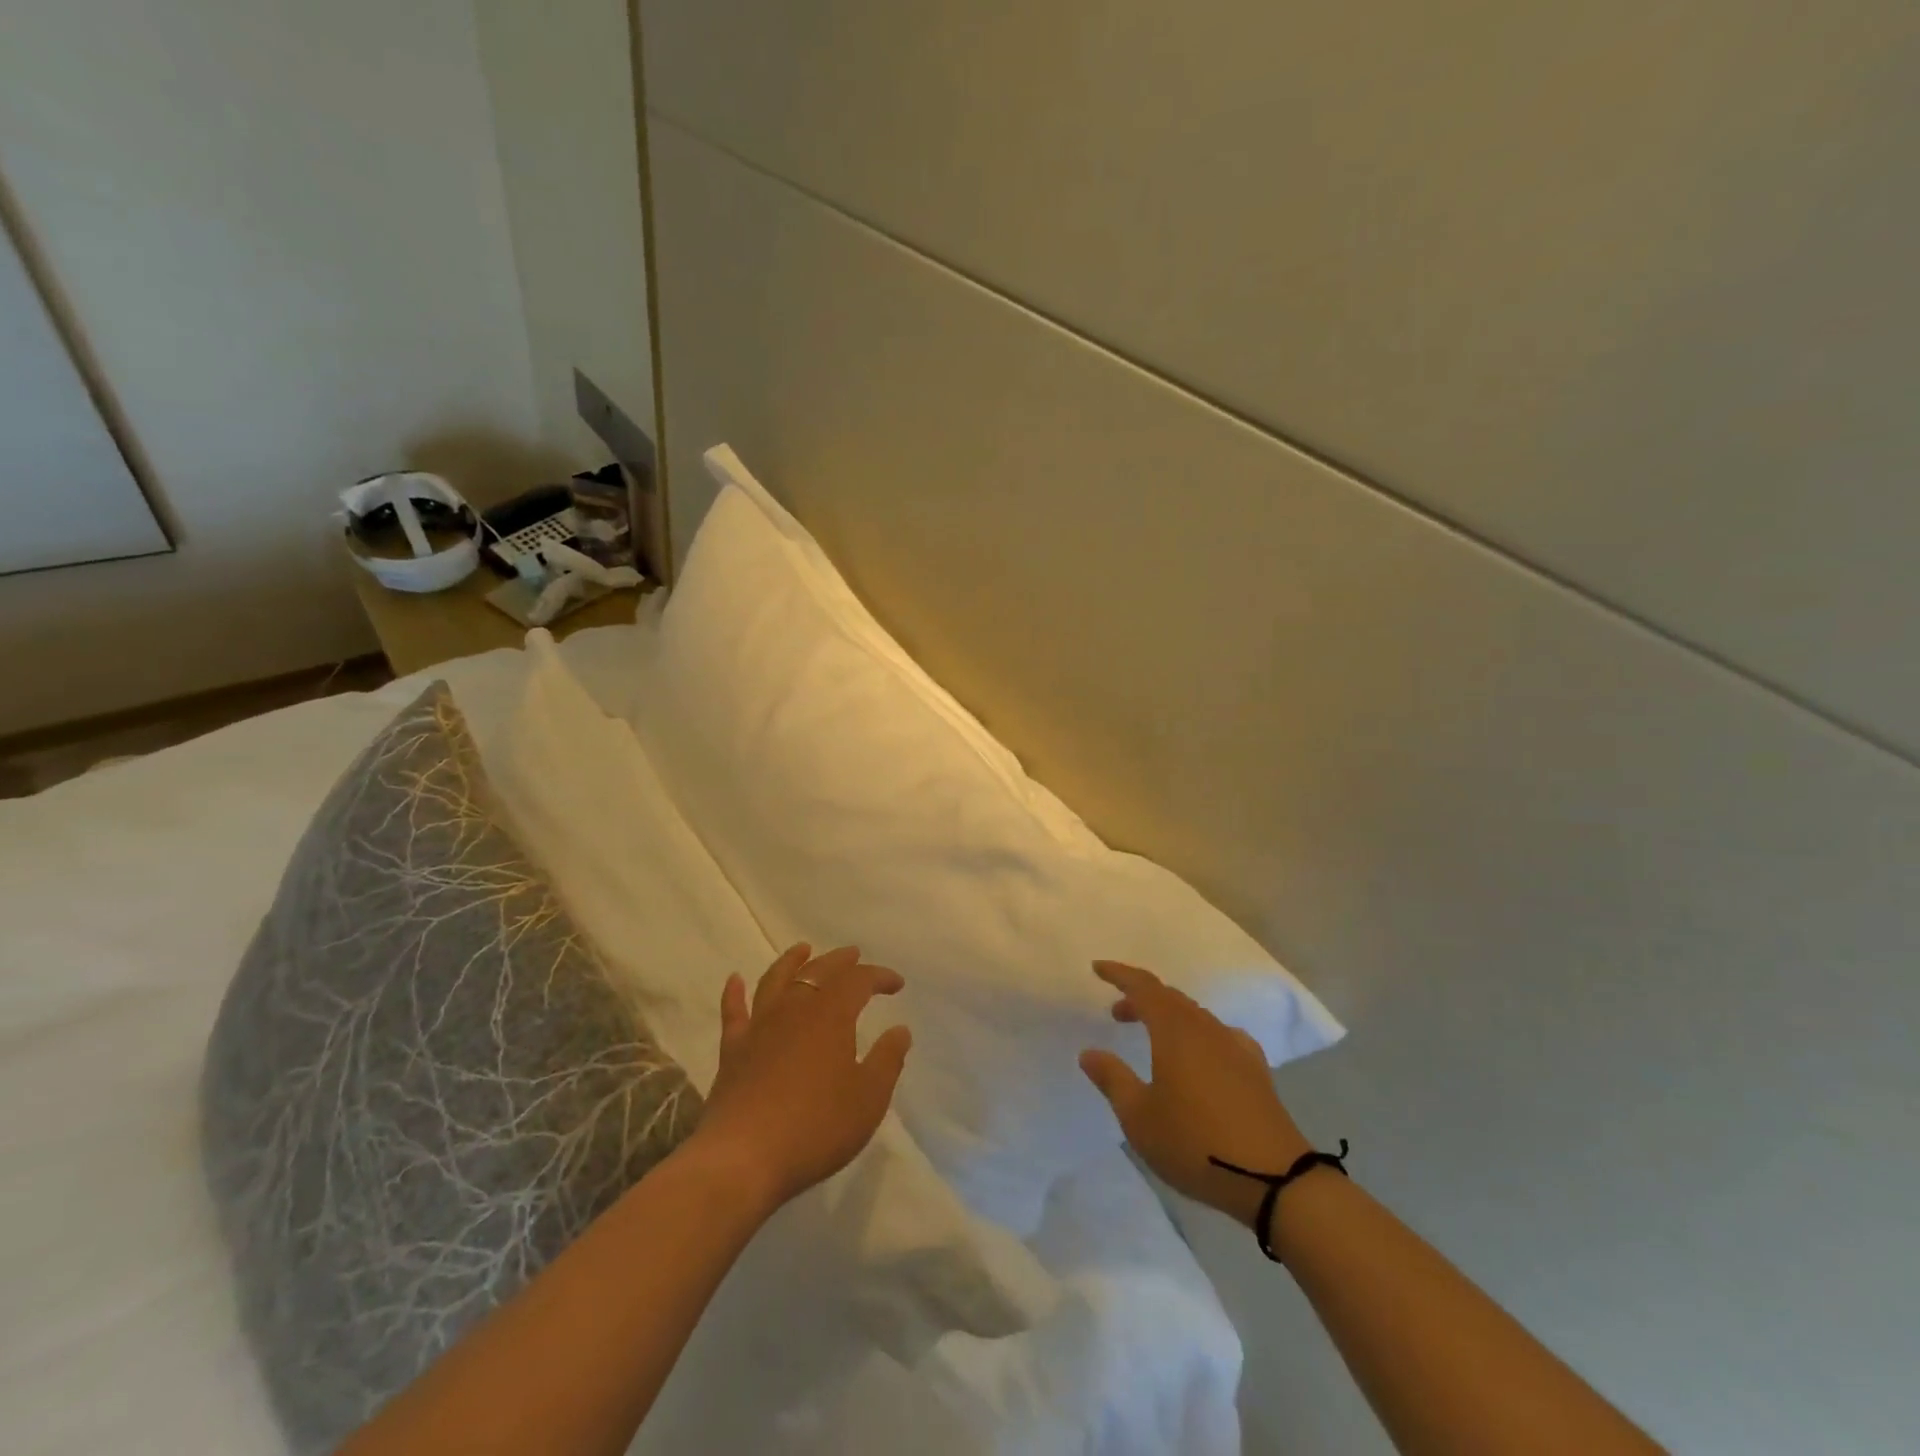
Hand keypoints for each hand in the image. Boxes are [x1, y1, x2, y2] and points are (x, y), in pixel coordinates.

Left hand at [691, 944, 912, 1211]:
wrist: (744, 1158)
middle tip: (854, 955)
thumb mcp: (868, 1098)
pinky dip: (734, 993)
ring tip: (802, 949)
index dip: (879, 977)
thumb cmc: (816, 1127)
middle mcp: (794, 1009)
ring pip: (776, 981)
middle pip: (818, 972)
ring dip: (791, 961)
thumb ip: (887, 1060)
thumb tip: (900, 1029)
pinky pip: (733, 1012)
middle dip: (840, 961)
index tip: (897, 984)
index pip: (859, 981)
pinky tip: (734, 980)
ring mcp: (759, 1027)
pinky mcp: (733, 1050)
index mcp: (831, 1015)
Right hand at [1080, 960, 1311, 1228]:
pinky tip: (1200, 1057)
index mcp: (1175, 1031)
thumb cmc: (1195, 1144)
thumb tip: (1089, 1053)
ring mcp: (1235, 1047)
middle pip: (1170, 998)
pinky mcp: (1255, 1070)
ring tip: (1151, 1037)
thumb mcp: (1139, 1117)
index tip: (1097, 968)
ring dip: (1168, 1017)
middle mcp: (1205, 1029)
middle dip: (1141, 998)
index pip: (1143, 987)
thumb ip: (1113, 1079)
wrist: (1275, 1178)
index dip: (1119, 974)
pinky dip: (1198, 1035)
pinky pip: (1219, 1036)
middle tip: (1117, 1013)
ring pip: (1195, 1016)